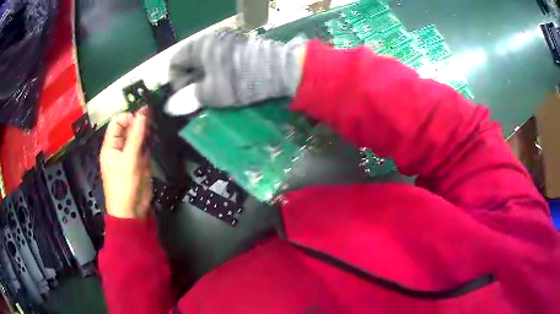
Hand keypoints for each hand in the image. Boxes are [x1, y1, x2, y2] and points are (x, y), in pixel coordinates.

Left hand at [99, 108, 152, 218]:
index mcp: (111, 146)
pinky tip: (157, 138)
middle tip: (154, 120)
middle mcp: (120, 147)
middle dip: (140, 123)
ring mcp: (131, 154)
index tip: (143, 118)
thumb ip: (136, 136)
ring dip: (147, 131)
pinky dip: (151, 141)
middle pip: (129, 127)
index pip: (117, 122)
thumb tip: (143, 112)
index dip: (129, 117)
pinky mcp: (141, 161)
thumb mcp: (129, 160)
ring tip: (157, 128)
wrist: (132, 212)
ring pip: (138, 136)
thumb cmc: (124, 186)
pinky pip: (145, 146)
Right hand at [167, 31, 305, 112]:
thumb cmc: (240, 79)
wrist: (280, 70)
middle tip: (198, 101)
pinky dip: (218, 76)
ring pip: (206, 64)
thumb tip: (170, 107)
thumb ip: (188, 99)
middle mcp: (211, 41)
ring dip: (205, 82)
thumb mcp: (211, 92)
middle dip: (190, 83)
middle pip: (190, 63)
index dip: (175, 81)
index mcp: (199, 46)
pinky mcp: (240, 50)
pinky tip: (226, 88)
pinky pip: (221, 64)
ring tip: (213, 98)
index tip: (184, 97)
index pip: (174, 62)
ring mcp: (227, 44)